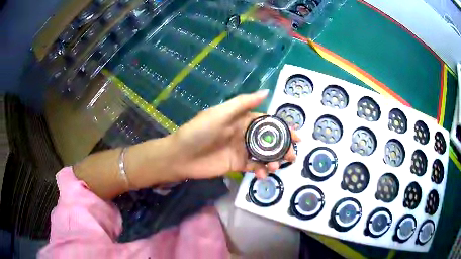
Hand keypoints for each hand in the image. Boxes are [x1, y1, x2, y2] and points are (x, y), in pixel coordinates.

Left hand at [168, 90, 300, 179]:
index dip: (282, 128)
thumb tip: (266, 91)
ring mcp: (241, 150)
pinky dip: (261, 170)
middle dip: (282, 147)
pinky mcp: (237, 165)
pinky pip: (253, 167)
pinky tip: (263, 174)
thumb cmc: (200, 131)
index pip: (267, 122)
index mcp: (241, 120)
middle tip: (292, 156)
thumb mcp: (221, 113)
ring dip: (273, 160)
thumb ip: (244, 103)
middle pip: (268, 140)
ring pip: (263, 155)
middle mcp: (243, 134)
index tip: (296, 136)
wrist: (181, 155)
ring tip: (277, 166)